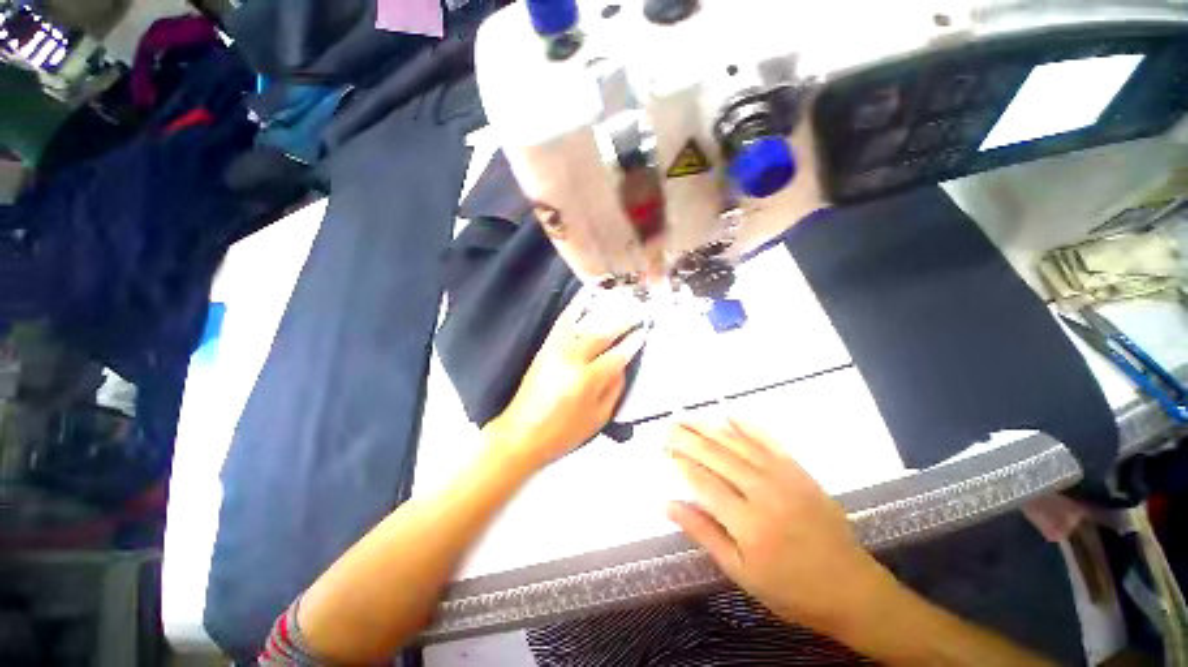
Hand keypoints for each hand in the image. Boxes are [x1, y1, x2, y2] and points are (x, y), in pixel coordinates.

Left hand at [485, 293, 644, 467]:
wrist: (521, 434)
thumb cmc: (564, 432)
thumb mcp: (598, 418)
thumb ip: (614, 389)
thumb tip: (623, 365)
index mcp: (588, 380)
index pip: (617, 354)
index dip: (633, 342)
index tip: (645, 330)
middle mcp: (572, 358)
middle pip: (602, 333)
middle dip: (623, 320)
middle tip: (639, 311)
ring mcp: (556, 349)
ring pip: (583, 322)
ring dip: (603, 310)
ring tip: (619, 301)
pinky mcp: (545, 347)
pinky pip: (563, 322)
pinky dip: (576, 308)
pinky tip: (585, 298)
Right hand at [666, 419, 895, 634]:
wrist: (851, 588)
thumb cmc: (790, 588)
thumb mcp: (740, 571)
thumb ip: (702, 533)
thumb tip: (665, 504)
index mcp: (747, 524)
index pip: (702, 482)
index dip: (679, 463)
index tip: (662, 452)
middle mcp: (763, 492)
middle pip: (716, 456)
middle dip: (686, 438)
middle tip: (666, 427)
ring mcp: (783, 477)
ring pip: (737, 443)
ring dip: (708, 427)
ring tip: (686, 417)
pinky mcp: (799, 470)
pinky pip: (768, 440)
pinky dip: (747, 425)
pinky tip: (729, 414)